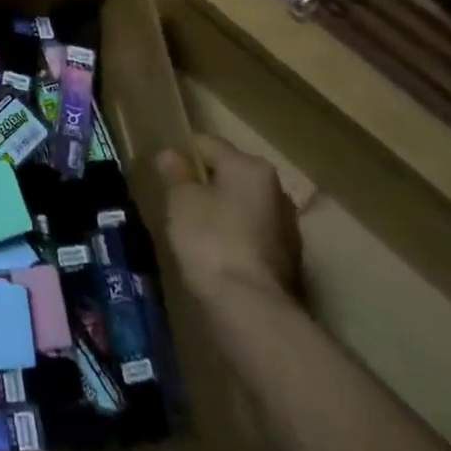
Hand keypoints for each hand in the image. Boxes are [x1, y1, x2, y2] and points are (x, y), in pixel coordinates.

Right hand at [154, 137, 301, 309]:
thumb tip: (170, 154)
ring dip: (221, 212)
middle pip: (229, 174)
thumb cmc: (210, 239)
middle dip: (204, 184)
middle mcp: (277, 189)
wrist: (249, 306)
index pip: (207, 144)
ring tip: (193, 230)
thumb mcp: (180, 200)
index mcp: (251, 167)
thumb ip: (175, 173)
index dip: (181, 155)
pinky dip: (233, 237)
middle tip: (175, 201)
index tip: (162, 172)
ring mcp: (287, 226)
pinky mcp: (289, 259)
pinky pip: (252, 234)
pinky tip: (214, 253)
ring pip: (242, 206)